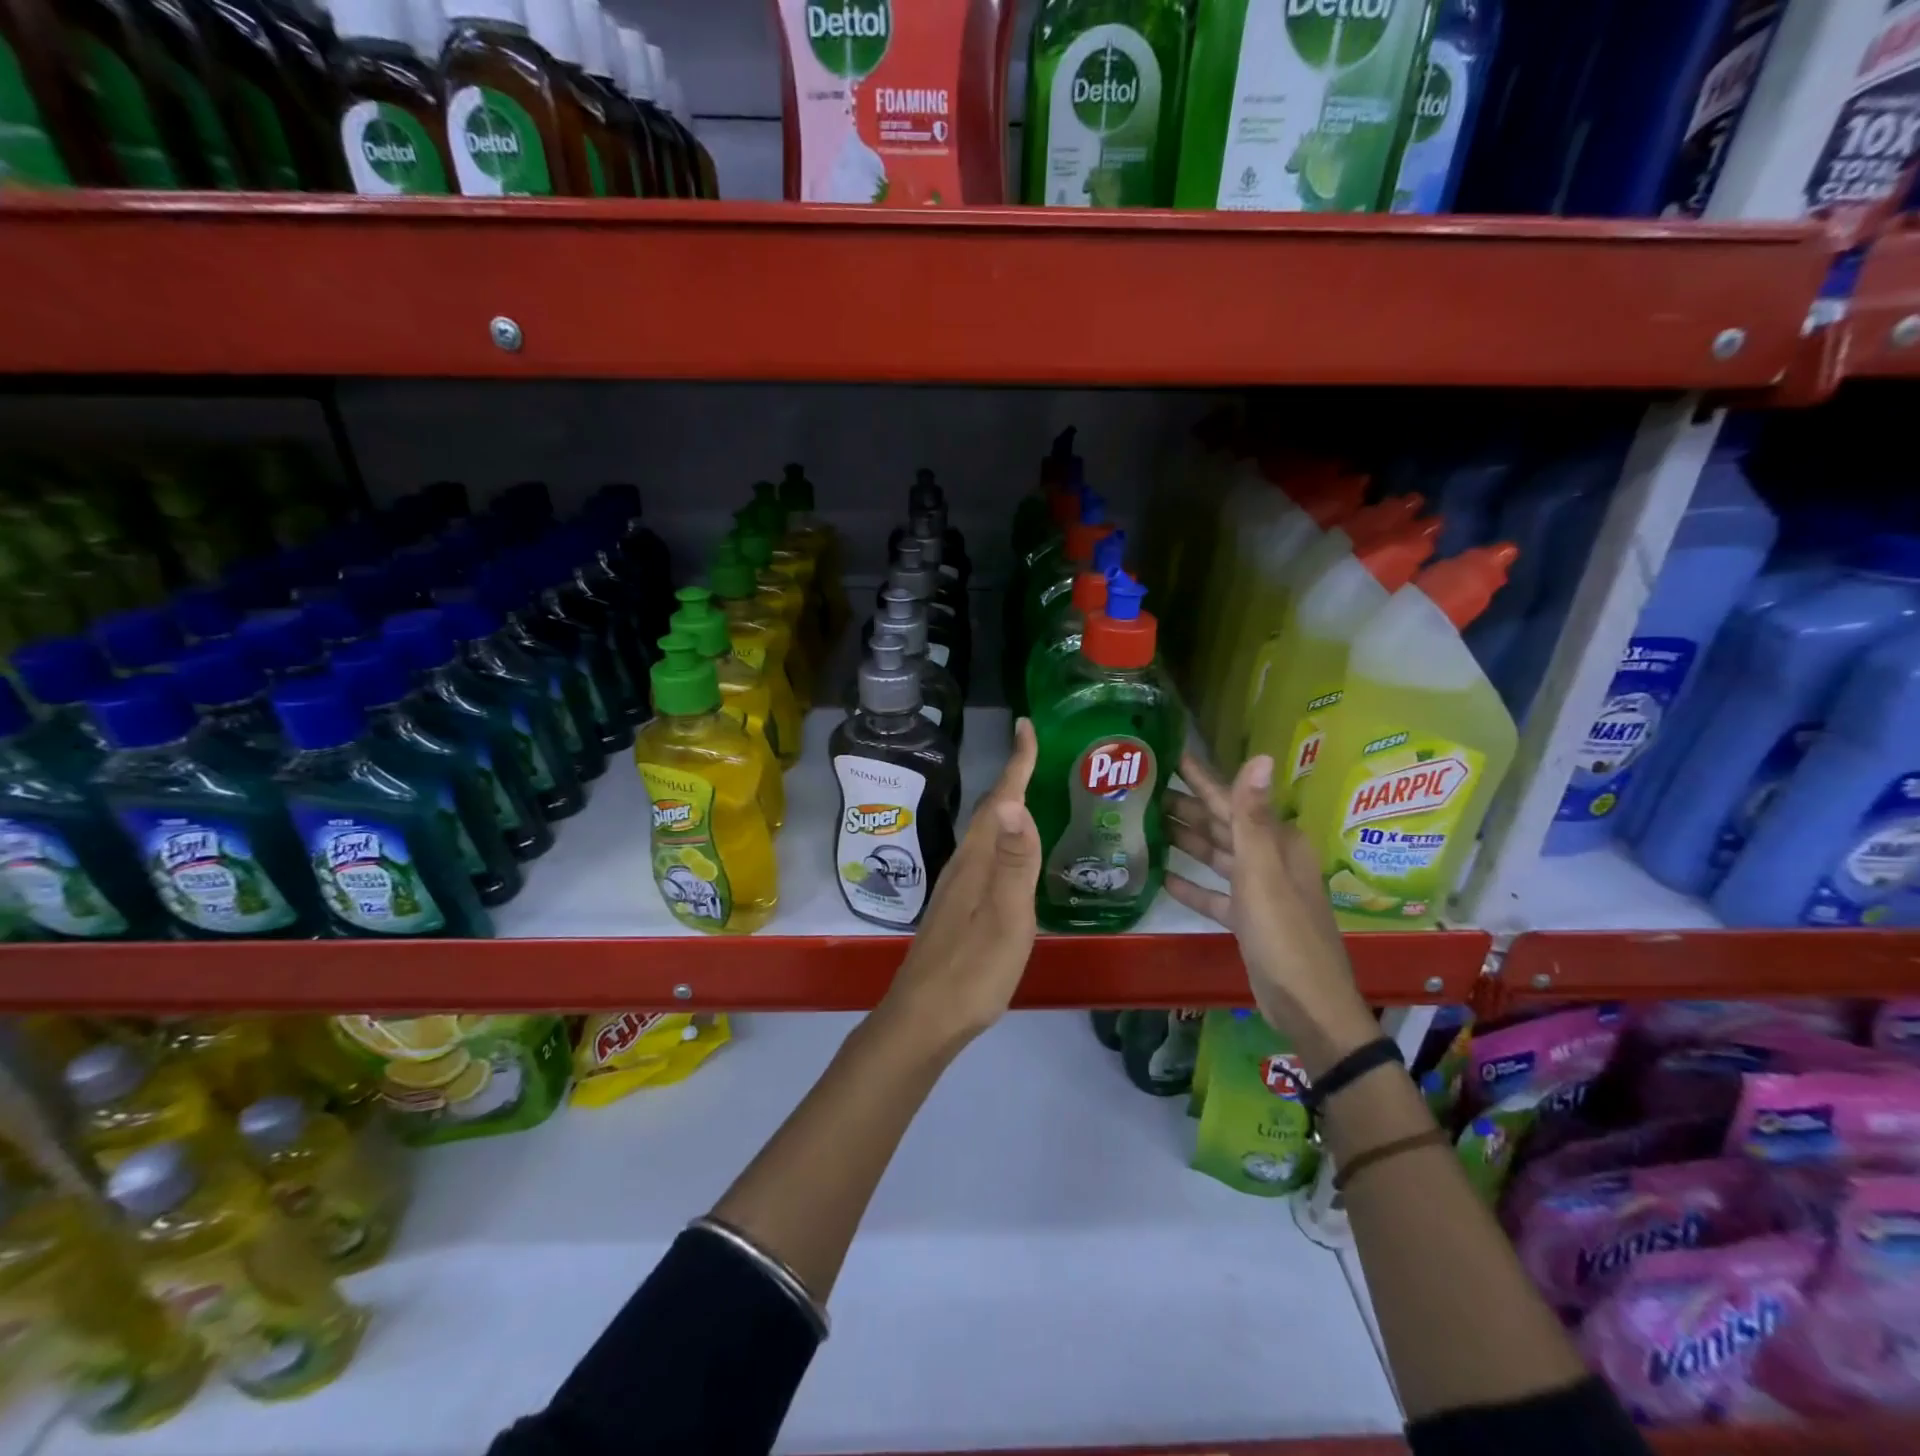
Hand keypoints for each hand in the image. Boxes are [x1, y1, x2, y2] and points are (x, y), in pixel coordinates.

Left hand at [877, 717, 1041, 1050]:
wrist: (924, 1017)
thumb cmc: (973, 970)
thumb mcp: (1006, 918)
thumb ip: (1015, 862)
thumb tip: (1017, 801)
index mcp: (978, 860)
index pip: (1001, 800)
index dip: (1017, 763)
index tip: (1026, 726)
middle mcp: (964, 864)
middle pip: (992, 810)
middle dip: (1013, 776)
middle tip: (1036, 751)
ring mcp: (957, 886)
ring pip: (986, 832)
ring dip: (1006, 806)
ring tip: (1029, 790)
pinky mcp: (957, 906)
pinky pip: (985, 854)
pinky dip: (1002, 837)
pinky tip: (1010, 852)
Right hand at [1163, 753, 1377, 1075]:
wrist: (1307, 1004)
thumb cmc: (1284, 934)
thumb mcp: (1263, 872)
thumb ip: (1252, 816)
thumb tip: (1261, 756)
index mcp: (1276, 842)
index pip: (1231, 799)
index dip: (1200, 778)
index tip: (1169, 754)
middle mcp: (1269, 859)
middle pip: (1220, 825)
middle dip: (1185, 806)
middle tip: (1143, 787)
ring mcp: (1259, 890)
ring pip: (1216, 856)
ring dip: (1185, 840)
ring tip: (1146, 823)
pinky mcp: (1248, 919)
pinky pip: (1214, 893)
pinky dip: (1192, 884)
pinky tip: (1162, 876)